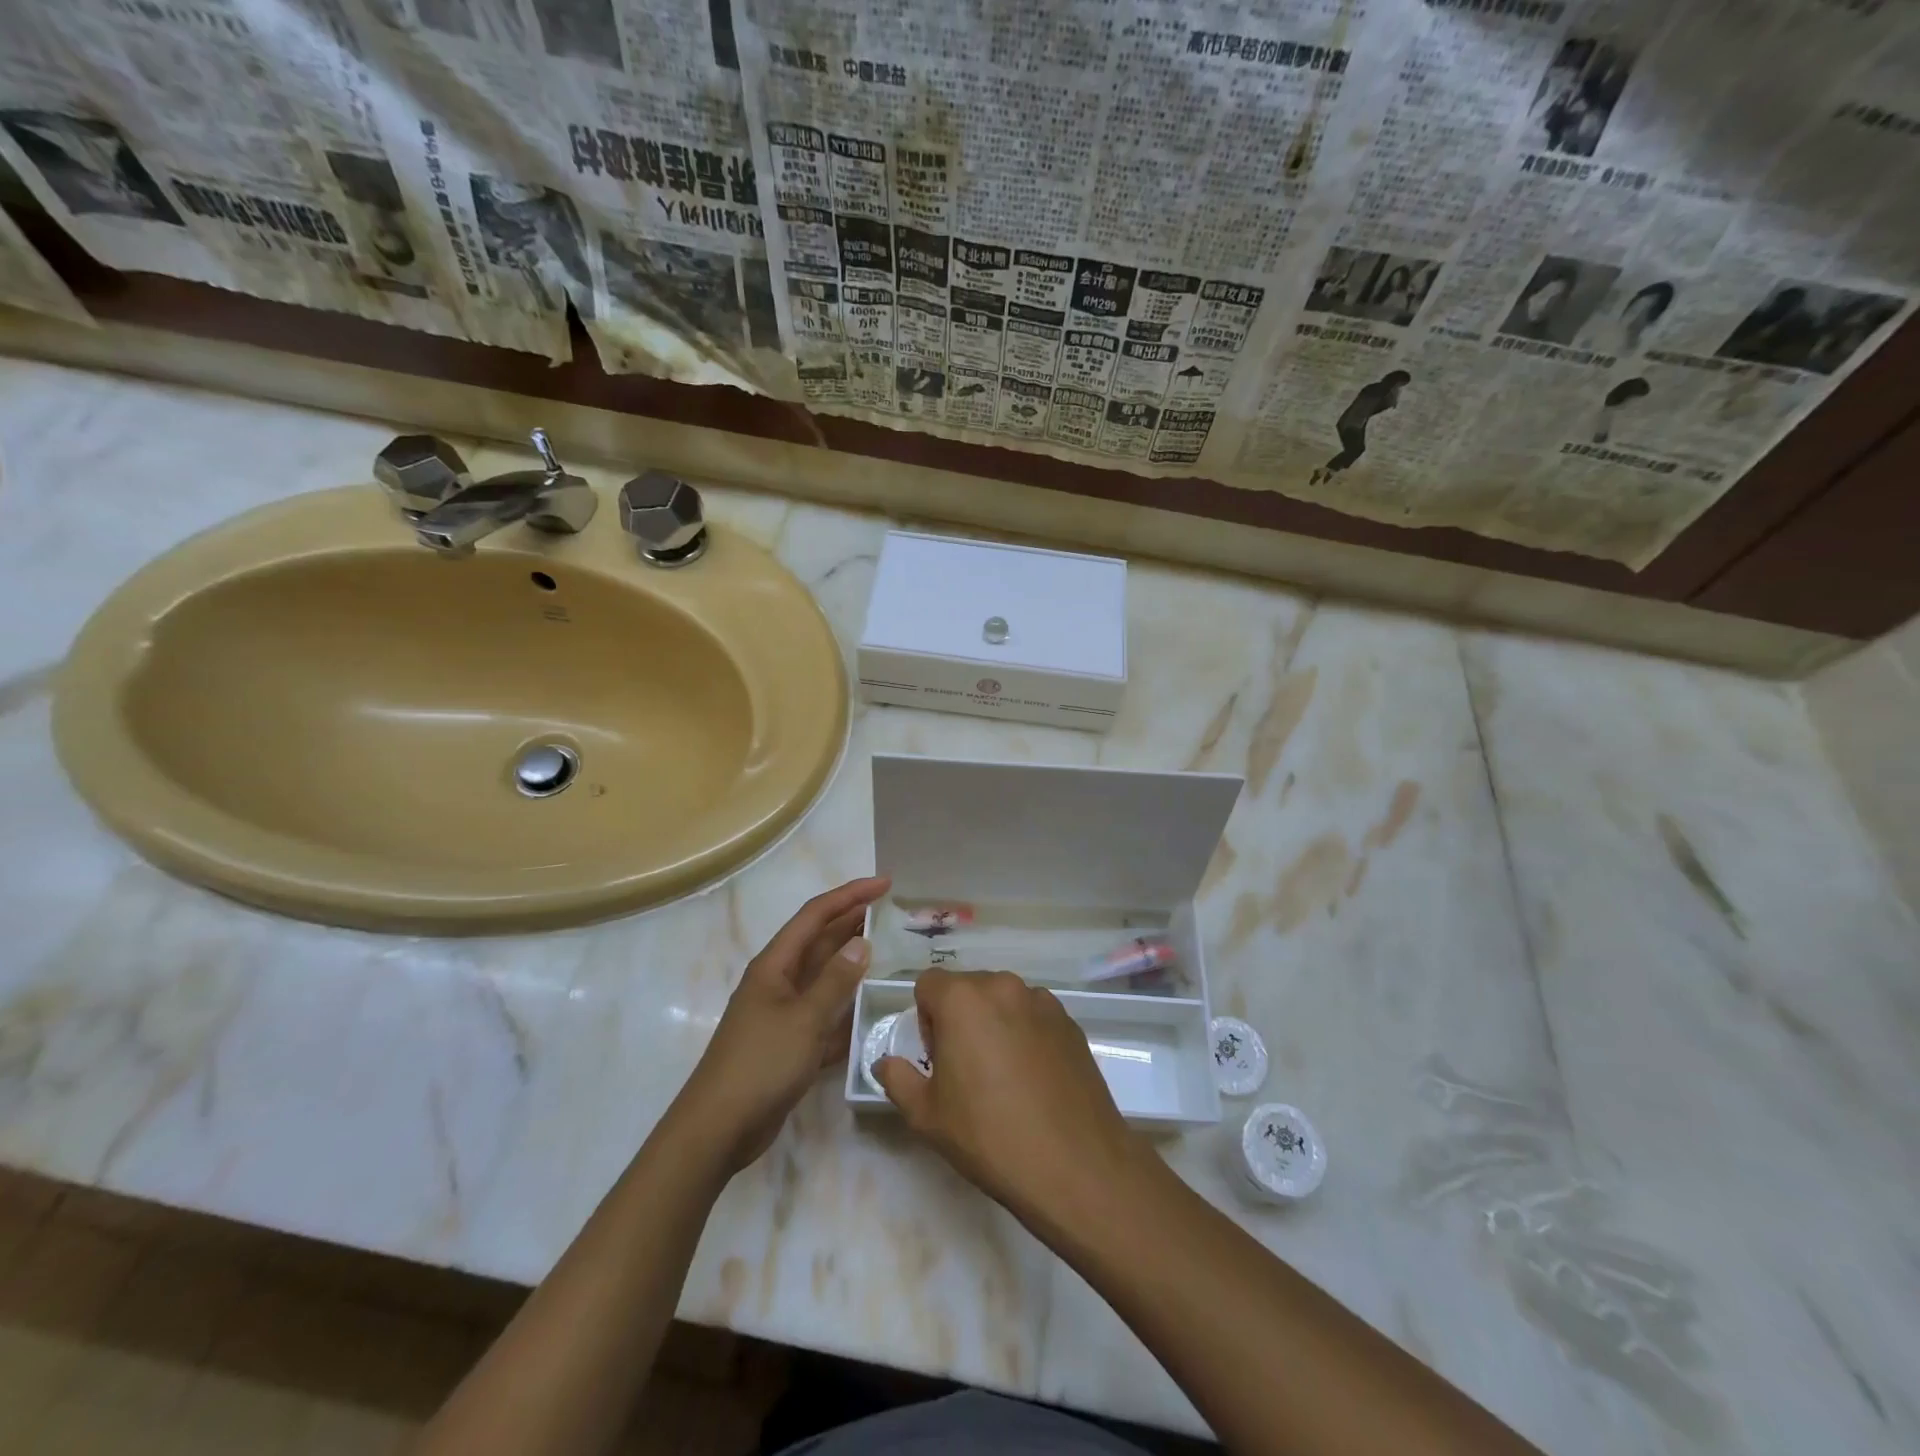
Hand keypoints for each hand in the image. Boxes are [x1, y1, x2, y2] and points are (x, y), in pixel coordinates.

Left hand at [676, 875, 889, 1174]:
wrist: (719, 1128)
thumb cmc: (760, 1064)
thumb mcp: (804, 1019)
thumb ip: (835, 981)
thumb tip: (862, 943)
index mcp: (775, 965)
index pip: (816, 915)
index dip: (850, 895)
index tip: (884, 884)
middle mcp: (779, 981)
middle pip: (820, 941)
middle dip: (854, 922)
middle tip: (894, 912)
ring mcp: (784, 1012)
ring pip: (825, 977)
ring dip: (854, 964)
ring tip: (892, 952)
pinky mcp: (791, 1042)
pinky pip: (826, 1013)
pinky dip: (847, 1006)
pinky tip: (873, 1008)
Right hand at [875, 969, 1150, 1229]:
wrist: (1075, 1165)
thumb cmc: (990, 1137)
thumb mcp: (927, 1116)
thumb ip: (897, 1078)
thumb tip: (885, 1062)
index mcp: (963, 999)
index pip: (928, 983)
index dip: (925, 1018)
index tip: (936, 1057)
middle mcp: (1003, 986)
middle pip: (967, 988)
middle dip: (958, 1018)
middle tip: (966, 1068)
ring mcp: (1042, 1001)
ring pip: (1002, 1000)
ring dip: (994, 1023)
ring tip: (1003, 1075)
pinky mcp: (1070, 1021)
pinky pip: (1033, 1015)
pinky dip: (1025, 1033)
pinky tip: (1033, 1078)